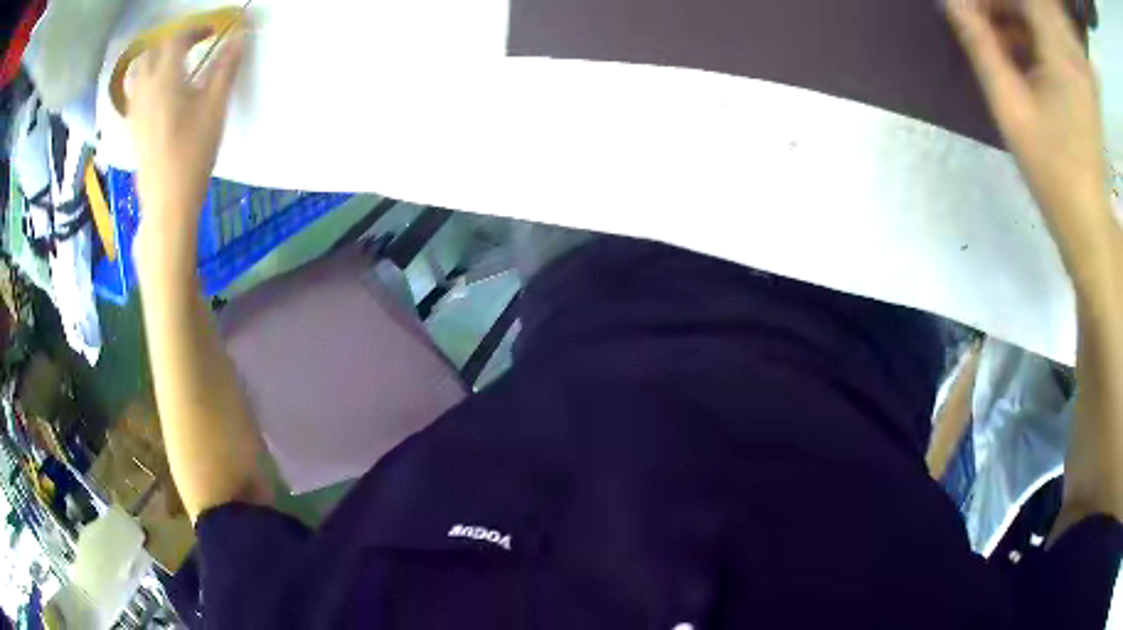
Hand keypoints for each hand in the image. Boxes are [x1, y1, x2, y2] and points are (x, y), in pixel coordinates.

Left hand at [128, 29, 244, 239]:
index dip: (194, 30)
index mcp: (165, 78)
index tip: (211, 33)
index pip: (175, 39)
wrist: (167, 202)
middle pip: (151, 52)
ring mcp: (136, 111)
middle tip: (189, 47)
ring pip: (139, 73)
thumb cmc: (192, 152)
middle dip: (170, 43)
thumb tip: (239, 37)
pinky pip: (136, 94)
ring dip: (155, 62)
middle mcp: (145, 89)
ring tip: (172, 67)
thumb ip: (225, 68)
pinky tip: (160, 95)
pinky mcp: (133, 129)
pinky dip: (148, 83)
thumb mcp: (215, 107)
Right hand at [946, 0, 1114, 256]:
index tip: (966, 13)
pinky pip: (1052, 42)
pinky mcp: (1080, 81)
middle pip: (1028, 7)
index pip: (1018, 0)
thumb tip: (951, 3)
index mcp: (1058, 53)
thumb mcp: (1009, 107)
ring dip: (1015, 23)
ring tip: (1000, 47)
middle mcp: (1068, 54)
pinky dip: (1032, 40)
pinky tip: (1022, 59)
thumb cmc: (1051, 169)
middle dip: (1000, 9)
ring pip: (1039, 22)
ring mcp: (1076, 69)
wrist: (1088, 218)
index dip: (987, 0)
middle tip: (981, 28)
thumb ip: (980, 47)